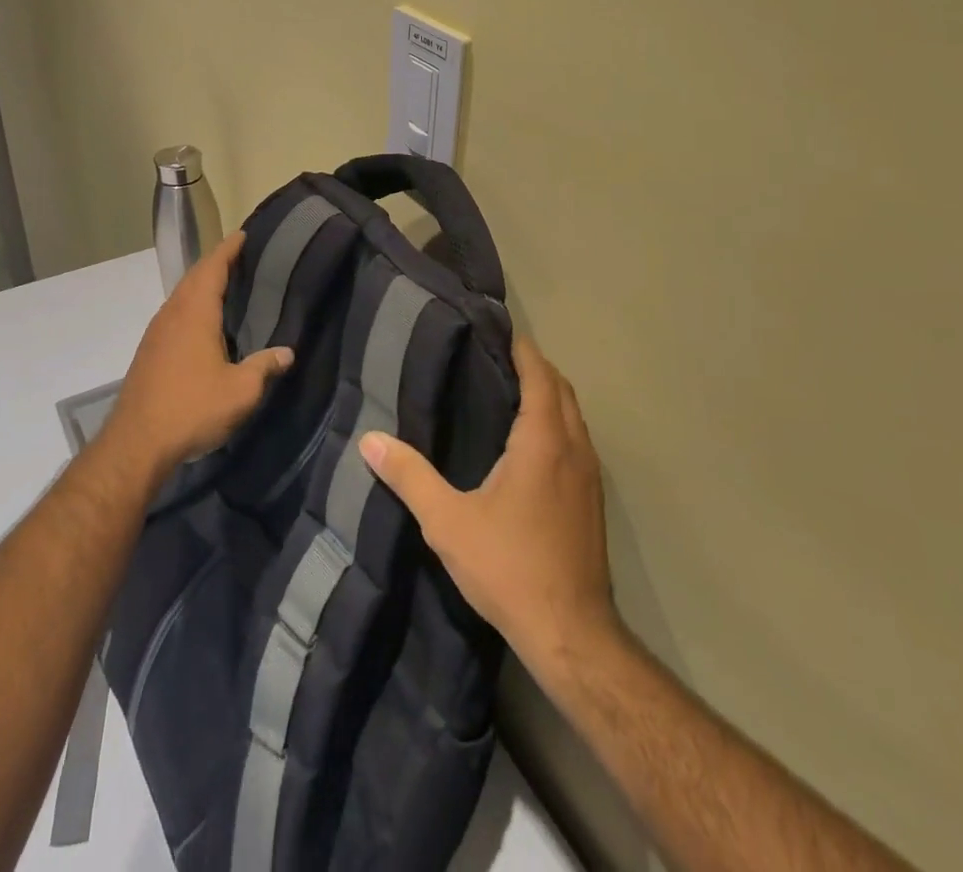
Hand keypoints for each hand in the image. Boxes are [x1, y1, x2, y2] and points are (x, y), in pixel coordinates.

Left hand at [102, 232, 294, 477]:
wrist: (136, 444)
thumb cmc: (192, 408)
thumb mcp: (241, 391)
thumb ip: (264, 367)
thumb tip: (287, 352)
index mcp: (195, 314)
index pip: (212, 269)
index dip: (227, 250)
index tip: (242, 235)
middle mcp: (172, 315)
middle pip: (193, 278)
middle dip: (215, 263)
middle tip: (239, 257)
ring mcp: (156, 334)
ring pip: (180, 296)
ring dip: (200, 284)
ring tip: (223, 285)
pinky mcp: (148, 352)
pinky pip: (173, 314)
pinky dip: (190, 305)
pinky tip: (202, 323)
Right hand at [360, 337, 617, 672]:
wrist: (572, 633)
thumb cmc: (509, 567)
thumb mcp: (448, 522)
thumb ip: (409, 477)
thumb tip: (369, 440)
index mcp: (544, 440)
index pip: (539, 374)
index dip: (522, 348)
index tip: (496, 329)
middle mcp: (574, 447)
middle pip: (561, 388)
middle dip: (534, 366)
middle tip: (493, 356)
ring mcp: (590, 474)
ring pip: (573, 414)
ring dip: (548, 394)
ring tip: (507, 389)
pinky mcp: (593, 499)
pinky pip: (577, 439)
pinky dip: (556, 422)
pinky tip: (528, 442)